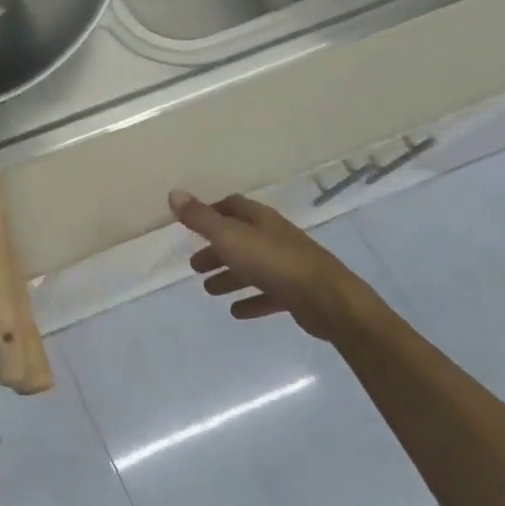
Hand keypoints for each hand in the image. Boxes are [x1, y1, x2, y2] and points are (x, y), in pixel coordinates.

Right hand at [169, 189, 383, 342]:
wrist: (330, 301)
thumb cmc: (275, 263)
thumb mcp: (230, 238)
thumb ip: (201, 218)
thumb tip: (174, 193)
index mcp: (261, 220)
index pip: (233, 206)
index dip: (212, 212)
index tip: (192, 224)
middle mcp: (276, 238)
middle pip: (240, 239)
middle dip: (216, 250)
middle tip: (195, 266)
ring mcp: (289, 266)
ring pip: (252, 268)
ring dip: (230, 277)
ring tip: (209, 291)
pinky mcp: (297, 293)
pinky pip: (268, 294)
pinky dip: (250, 300)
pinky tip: (236, 312)